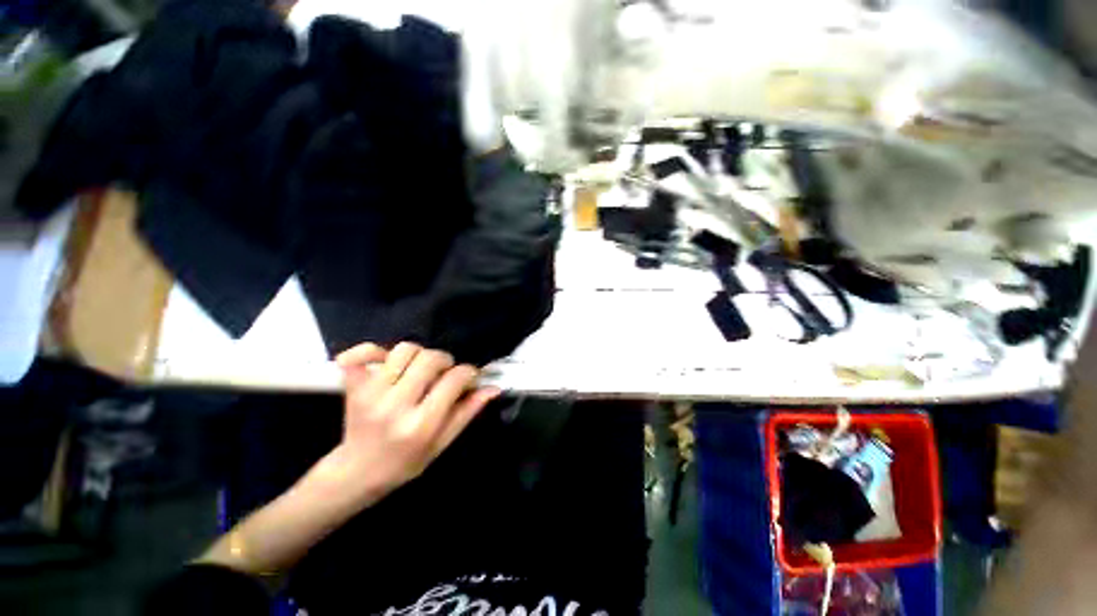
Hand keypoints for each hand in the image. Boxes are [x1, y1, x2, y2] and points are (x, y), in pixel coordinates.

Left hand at [303, 342, 500, 511]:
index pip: (454, 380)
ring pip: (404, 350)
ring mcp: (370, 393)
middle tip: (444, 373)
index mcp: (420, 424)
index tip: (469, 377)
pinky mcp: (353, 386)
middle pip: (430, 358)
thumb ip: (468, 412)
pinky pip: (361, 353)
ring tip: (419, 369)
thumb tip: (493, 387)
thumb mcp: (442, 443)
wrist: (356, 472)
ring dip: (419, 354)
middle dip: (446, 361)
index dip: (469, 373)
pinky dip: (374, 350)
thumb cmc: (405, 462)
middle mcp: (395, 405)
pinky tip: (387, 361)